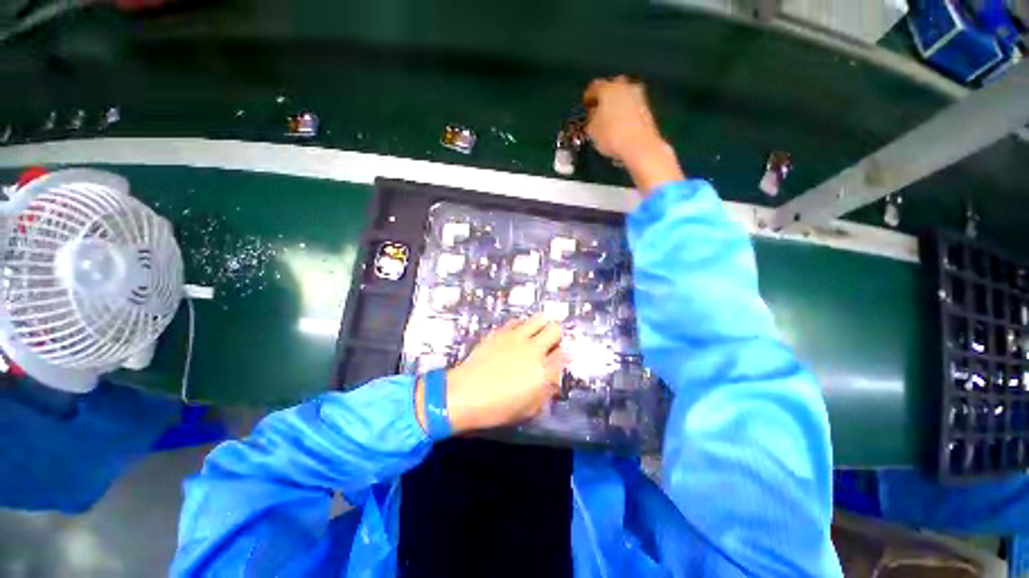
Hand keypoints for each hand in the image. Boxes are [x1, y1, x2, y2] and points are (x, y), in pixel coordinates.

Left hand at [417, 316, 567, 434]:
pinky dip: (522, 326)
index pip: (564, 354)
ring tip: (534, 335)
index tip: (559, 360)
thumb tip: (553, 378)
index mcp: (543, 371)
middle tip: (549, 344)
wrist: (464, 394)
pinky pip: (518, 321)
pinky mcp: (500, 331)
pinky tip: (516, 335)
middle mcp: (533, 349)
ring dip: (541, 326)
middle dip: (556, 335)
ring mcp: (516, 337)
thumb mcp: (529, 409)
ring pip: (539, 318)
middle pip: (556, 328)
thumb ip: (546, 392)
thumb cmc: (497, 408)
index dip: (564, 356)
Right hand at [583, 76, 684, 191]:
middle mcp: (624, 87)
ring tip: (609, 120)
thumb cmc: (612, 136)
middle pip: (611, 87)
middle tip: (598, 110)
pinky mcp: (646, 107)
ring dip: (616, 104)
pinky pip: (631, 105)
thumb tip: (592, 116)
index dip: (588, 97)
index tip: (586, 105)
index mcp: (607, 89)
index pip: (594, 87)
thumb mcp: (592, 130)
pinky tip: (620, 125)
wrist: (639, 145)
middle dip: (604, 98)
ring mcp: (638, 95)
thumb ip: (590, 119)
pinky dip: (625, 112)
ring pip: (623, 95)